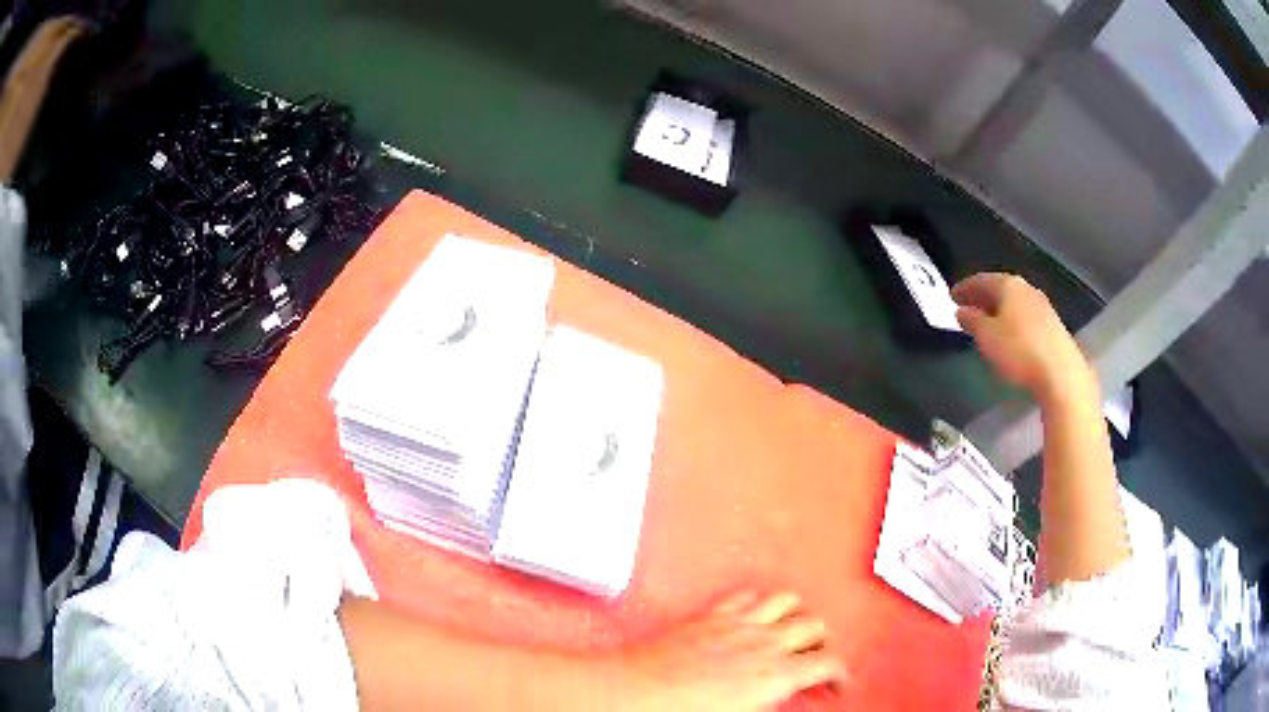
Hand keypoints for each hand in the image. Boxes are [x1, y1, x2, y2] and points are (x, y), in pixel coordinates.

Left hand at [616, 591, 843, 710]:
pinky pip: (748, 595)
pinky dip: (761, 602)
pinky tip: (756, 617)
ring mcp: (736, 623)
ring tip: (793, 631)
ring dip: (798, 614)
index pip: (829, 662)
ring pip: (788, 600)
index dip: (841, 673)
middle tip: (815, 659)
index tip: (836, 683)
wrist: (631, 693)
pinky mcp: (710, 615)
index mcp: (773, 674)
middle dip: (823, 641)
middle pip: (815, 624)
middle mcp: (762, 642)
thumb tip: (782, 698)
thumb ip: (771, 702)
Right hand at [952, 273, 1095, 403]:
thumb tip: (963, 310)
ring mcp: (1042, 306)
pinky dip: (1013, 320)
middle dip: (983, 297)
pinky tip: (1009, 334)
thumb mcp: (987, 337)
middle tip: (968, 306)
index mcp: (1008, 285)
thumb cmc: (1019, 351)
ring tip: (987, 322)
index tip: (952, 296)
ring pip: (1014, 303)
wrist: (1061, 373)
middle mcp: (1026, 289)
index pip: (981, 280)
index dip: (965, 288)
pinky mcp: (1052, 326)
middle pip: (1000, 289)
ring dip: (999, 310)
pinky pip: (1025, 316)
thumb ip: (972, 321)